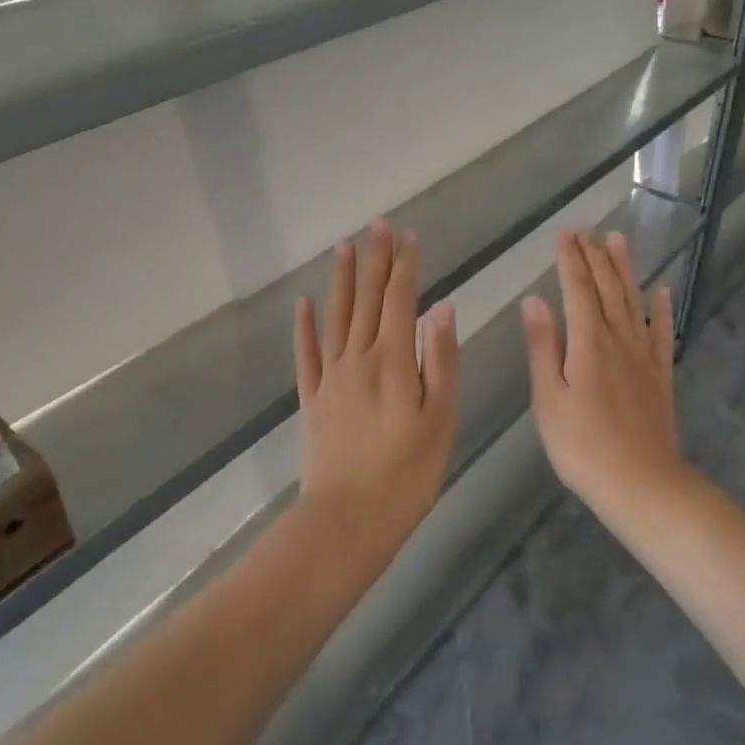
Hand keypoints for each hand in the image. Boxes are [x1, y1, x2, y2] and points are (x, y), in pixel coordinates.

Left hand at [293, 221, 458, 554]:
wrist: (348, 519)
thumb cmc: (407, 473)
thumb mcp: (440, 419)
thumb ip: (440, 360)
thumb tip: (441, 308)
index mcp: (393, 361)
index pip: (399, 300)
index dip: (405, 266)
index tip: (408, 236)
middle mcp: (357, 358)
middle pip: (366, 299)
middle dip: (373, 260)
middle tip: (376, 226)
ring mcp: (330, 377)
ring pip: (335, 317)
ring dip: (340, 280)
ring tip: (343, 247)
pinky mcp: (312, 399)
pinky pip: (306, 354)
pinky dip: (304, 326)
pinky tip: (303, 304)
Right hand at [521, 229, 686, 510]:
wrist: (641, 484)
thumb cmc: (582, 446)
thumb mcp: (548, 399)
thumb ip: (542, 347)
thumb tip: (534, 300)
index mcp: (588, 343)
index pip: (578, 290)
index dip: (571, 260)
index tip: (565, 233)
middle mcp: (619, 340)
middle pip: (607, 289)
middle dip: (595, 257)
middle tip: (586, 230)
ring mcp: (644, 358)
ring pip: (634, 302)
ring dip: (625, 270)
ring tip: (618, 241)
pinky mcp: (660, 376)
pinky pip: (662, 334)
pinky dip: (661, 310)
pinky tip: (661, 292)